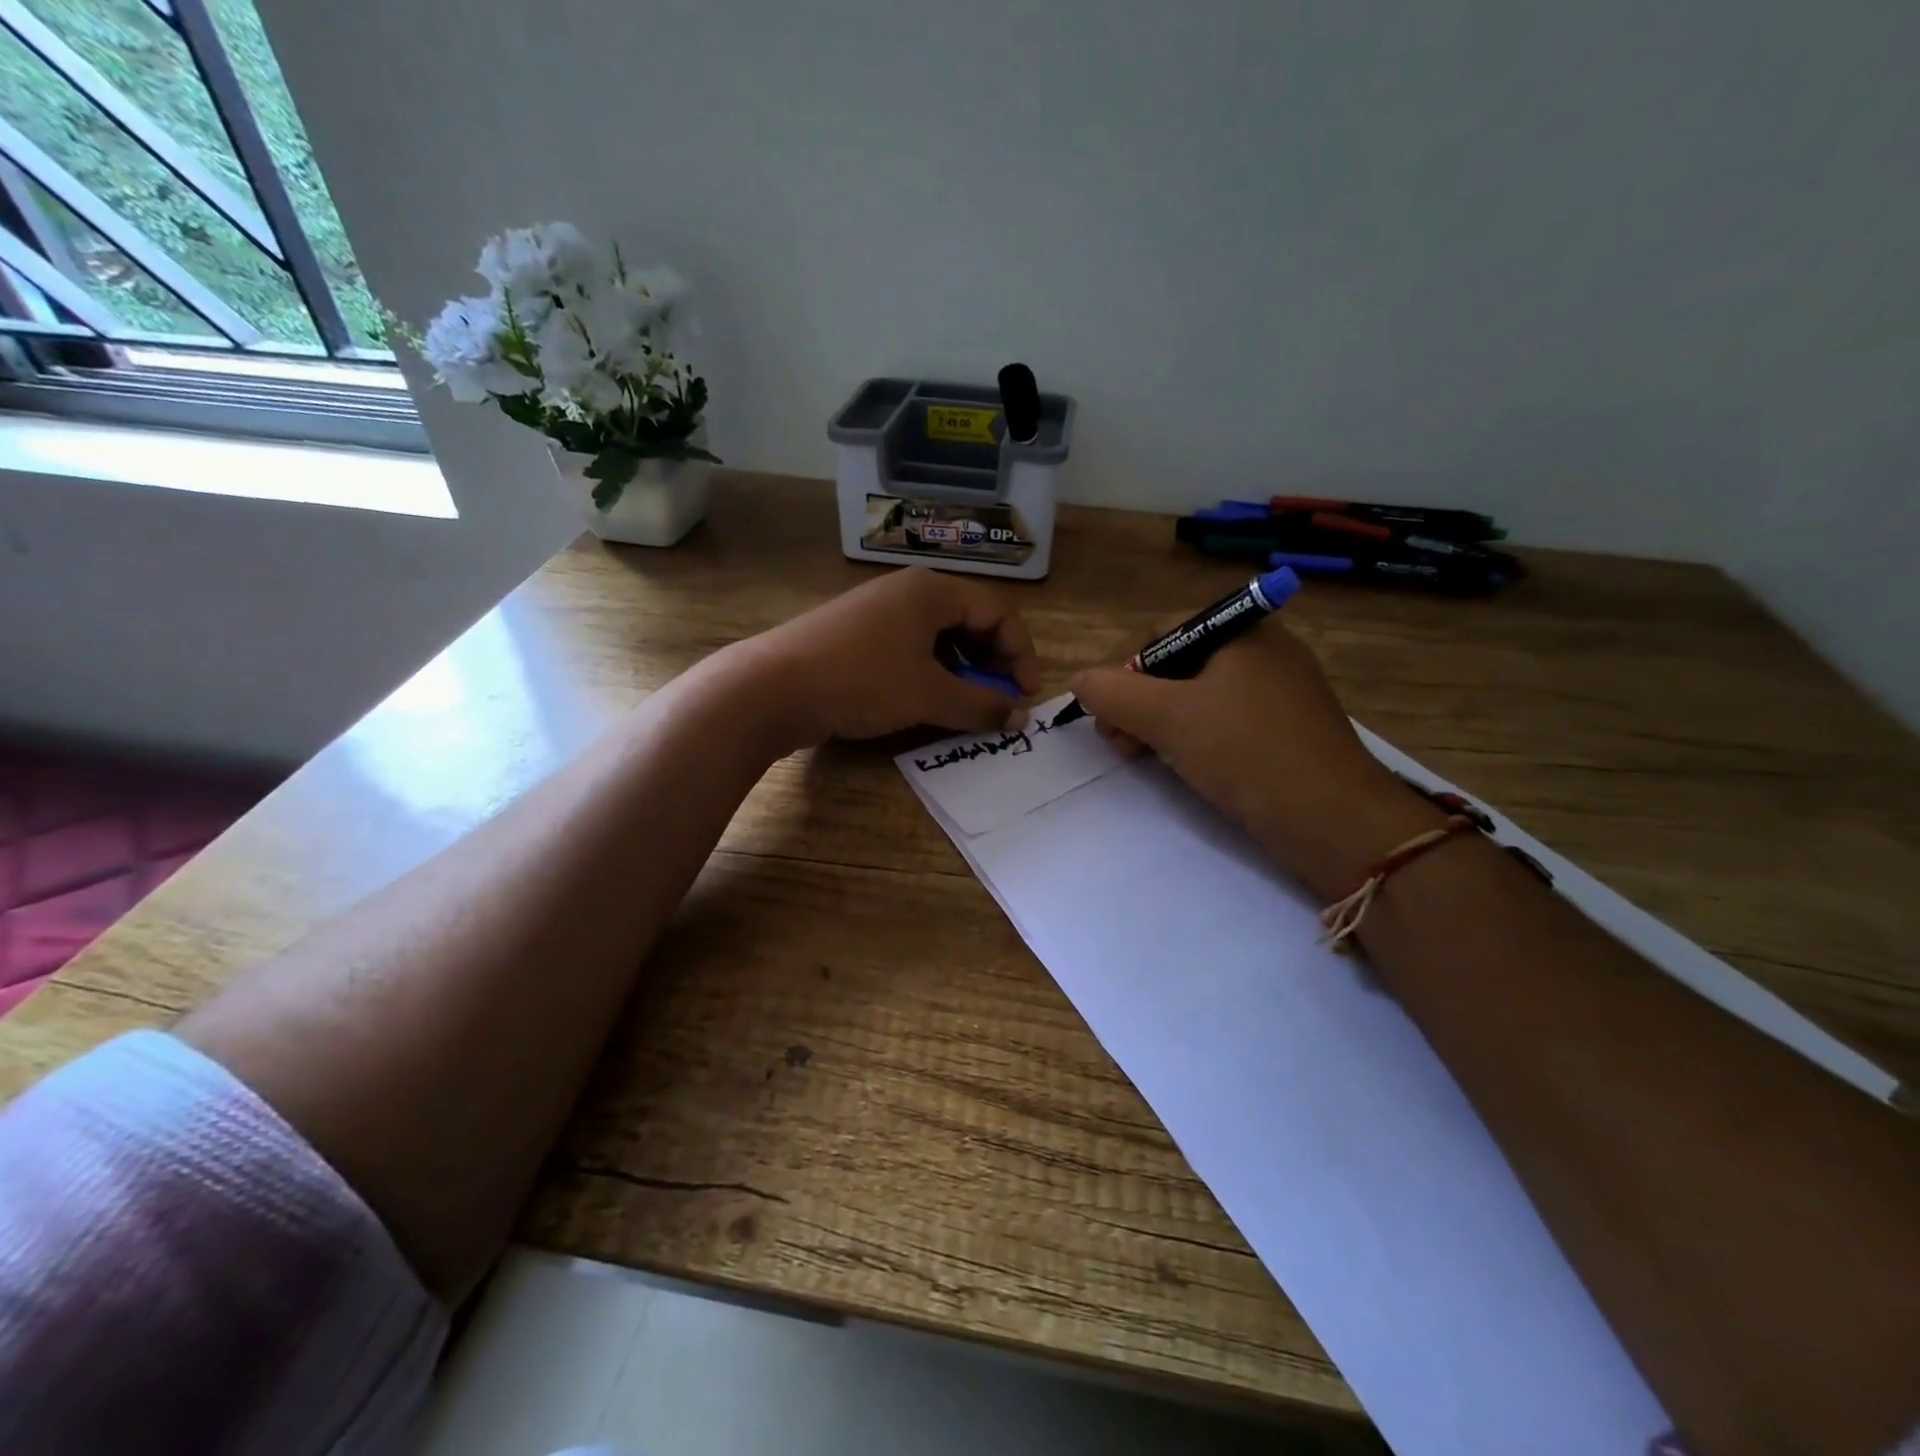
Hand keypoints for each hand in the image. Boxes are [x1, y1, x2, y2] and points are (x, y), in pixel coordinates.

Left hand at [743, 568, 1041, 746]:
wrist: (772, 688)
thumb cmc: (862, 680)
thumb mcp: (928, 695)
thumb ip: (980, 705)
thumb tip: (1019, 717)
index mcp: (931, 591)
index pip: (998, 611)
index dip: (1021, 653)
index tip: (1026, 695)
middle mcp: (907, 592)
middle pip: (970, 620)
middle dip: (993, 662)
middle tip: (1000, 700)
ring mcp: (878, 613)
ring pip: (939, 637)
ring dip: (963, 670)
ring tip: (966, 704)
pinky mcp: (856, 636)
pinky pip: (910, 649)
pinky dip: (931, 673)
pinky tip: (927, 701)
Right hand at [1070, 620, 1444, 898]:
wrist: (1335, 821)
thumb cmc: (1247, 752)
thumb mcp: (1167, 717)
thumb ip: (1112, 693)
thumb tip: (1080, 680)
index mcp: (1242, 629)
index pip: (1161, 633)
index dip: (1125, 671)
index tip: (1109, 716)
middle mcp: (1263, 650)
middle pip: (1177, 666)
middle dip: (1138, 702)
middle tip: (1121, 744)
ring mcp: (1278, 693)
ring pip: (1198, 698)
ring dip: (1160, 725)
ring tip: (1143, 759)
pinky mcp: (1285, 732)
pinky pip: (1224, 723)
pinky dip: (1194, 740)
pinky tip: (1183, 768)